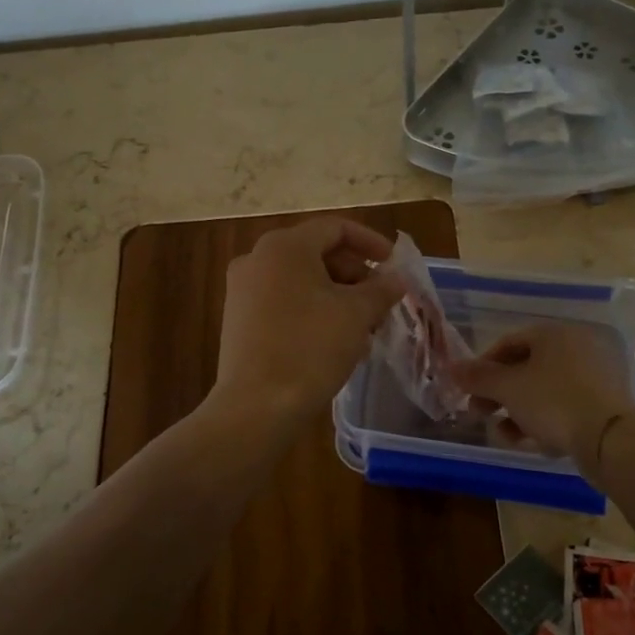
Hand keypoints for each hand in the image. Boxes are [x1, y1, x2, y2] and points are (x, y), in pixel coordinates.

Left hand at [210, 218, 406, 430]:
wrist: (256, 406)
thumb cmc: (310, 348)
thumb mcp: (356, 314)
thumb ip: (381, 289)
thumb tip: (396, 279)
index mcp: (284, 247)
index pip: (335, 228)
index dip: (371, 242)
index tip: (394, 265)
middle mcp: (257, 259)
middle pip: (316, 252)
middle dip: (355, 274)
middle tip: (381, 302)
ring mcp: (243, 290)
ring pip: (301, 280)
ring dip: (337, 295)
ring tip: (363, 326)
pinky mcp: (239, 319)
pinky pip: (283, 301)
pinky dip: (312, 310)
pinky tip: (334, 340)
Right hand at [452, 322, 634, 466]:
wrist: (610, 439)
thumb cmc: (553, 401)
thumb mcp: (508, 388)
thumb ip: (478, 377)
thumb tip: (451, 368)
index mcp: (554, 335)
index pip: (508, 343)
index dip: (483, 366)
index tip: (468, 389)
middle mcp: (575, 349)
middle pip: (525, 369)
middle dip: (498, 394)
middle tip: (479, 413)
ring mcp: (592, 377)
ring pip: (542, 392)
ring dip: (516, 412)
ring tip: (504, 435)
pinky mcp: (602, 405)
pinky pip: (563, 408)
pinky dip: (543, 421)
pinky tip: (532, 442)